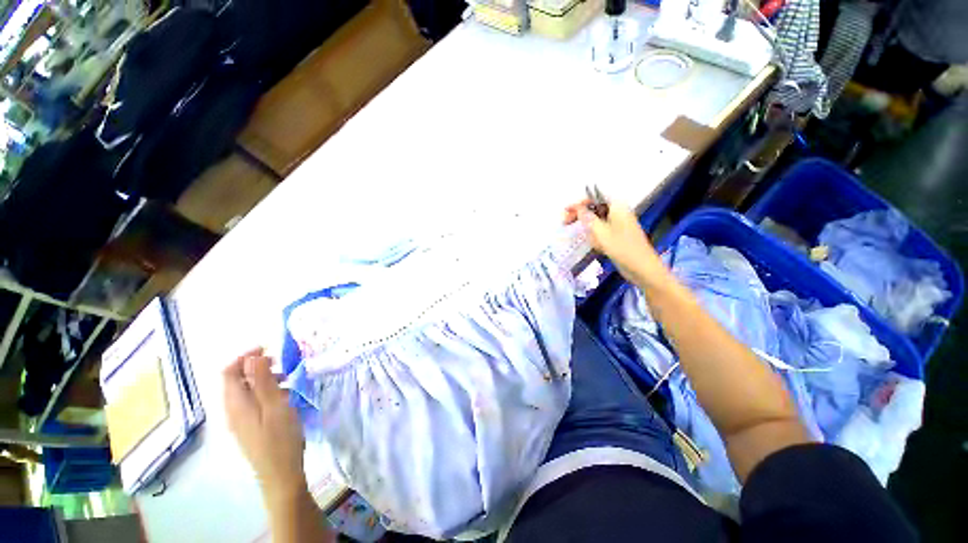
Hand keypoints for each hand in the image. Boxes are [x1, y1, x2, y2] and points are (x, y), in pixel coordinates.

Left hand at [223, 348, 305, 501]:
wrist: (280, 475)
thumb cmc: (280, 438)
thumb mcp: (275, 406)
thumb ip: (263, 381)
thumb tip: (253, 356)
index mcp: (236, 404)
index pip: (229, 372)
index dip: (245, 356)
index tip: (268, 348)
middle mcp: (233, 410)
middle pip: (236, 380)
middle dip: (256, 366)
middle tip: (281, 362)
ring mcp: (240, 421)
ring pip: (246, 391)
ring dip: (263, 379)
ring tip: (287, 379)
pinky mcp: (250, 427)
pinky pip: (252, 402)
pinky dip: (265, 392)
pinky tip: (283, 397)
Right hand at [564, 200, 664, 284]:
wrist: (642, 268)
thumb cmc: (622, 248)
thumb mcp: (601, 233)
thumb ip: (588, 218)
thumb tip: (578, 208)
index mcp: (617, 206)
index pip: (594, 198)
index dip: (579, 203)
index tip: (565, 211)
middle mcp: (618, 213)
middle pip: (594, 209)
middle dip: (581, 217)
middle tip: (565, 223)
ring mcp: (618, 225)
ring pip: (596, 223)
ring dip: (590, 232)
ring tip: (595, 243)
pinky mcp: (617, 236)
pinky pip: (601, 233)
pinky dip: (597, 239)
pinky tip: (600, 248)